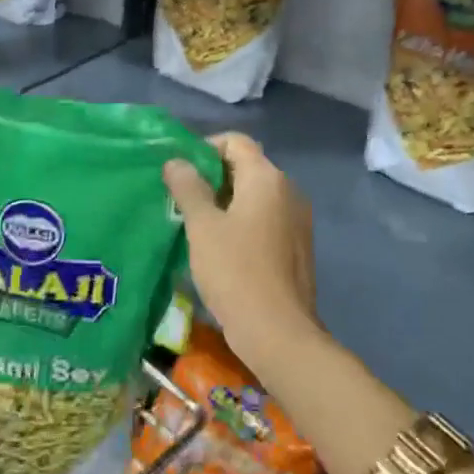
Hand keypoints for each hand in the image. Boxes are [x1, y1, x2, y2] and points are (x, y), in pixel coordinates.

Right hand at [163, 132, 319, 374]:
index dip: (204, 149)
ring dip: (225, 202)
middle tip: (181, 200)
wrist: (279, 332)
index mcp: (267, 178)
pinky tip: (221, 248)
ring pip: (255, 196)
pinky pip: (265, 220)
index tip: (180, 174)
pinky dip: (242, 223)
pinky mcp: (297, 246)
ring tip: (196, 226)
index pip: (235, 141)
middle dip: (212, 178)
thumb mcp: (202, 226)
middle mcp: (288, 191)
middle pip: (246, 166)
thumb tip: (176, 162)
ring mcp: (297, 220)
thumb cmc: (235, 271)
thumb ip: (188, 188)